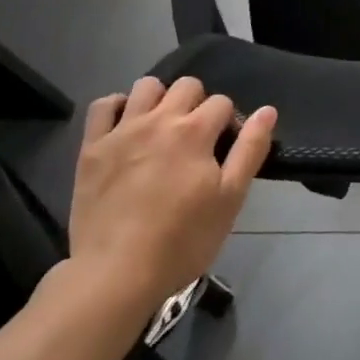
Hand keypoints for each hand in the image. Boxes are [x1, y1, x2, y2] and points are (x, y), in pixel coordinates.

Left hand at [65, 76, 275, 313]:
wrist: (116, 274)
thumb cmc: (182, 241)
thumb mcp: (230, 199)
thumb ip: (250, 150)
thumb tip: (267, 111)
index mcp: (195, 131)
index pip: (221, 103)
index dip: (228, 123)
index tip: (224, 151)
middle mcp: (159, 119)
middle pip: (187, 86)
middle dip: (198, 104)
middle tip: (196, 140)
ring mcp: (122, 131)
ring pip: (146, 86)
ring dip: (160, 99)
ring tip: (161, 128)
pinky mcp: (92, 147)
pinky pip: (102, 106)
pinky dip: (117, 107)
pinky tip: (125, 126)